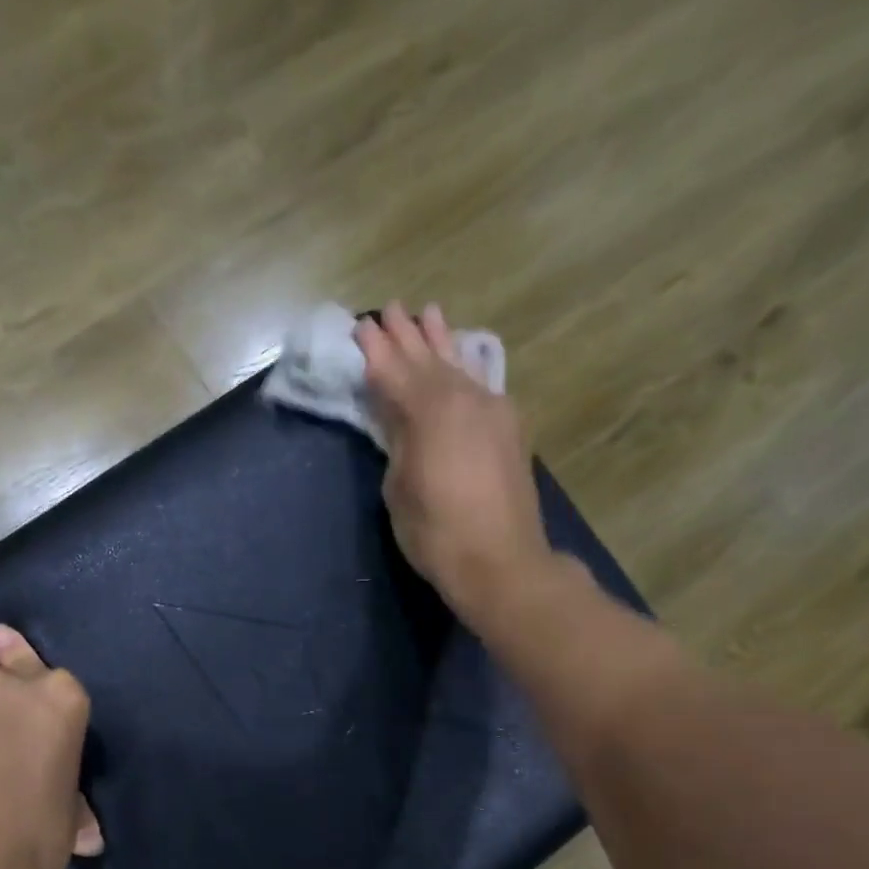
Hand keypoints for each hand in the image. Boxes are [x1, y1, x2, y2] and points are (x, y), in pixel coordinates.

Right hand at [356, 302, 556, 628]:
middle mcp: (462, 398)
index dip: (374, 350)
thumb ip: (397, 443)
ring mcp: (491, 409)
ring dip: (441, 340)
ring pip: (459, 364)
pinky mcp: (508, 428)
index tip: (360, 326)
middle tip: (389, 308)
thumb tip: (400, 421)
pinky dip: (465, 366)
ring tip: (429, 313)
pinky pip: (481, 382)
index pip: (393, 371)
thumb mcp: (399, 488)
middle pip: (427, 359)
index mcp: (428, 411)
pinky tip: (463, 358)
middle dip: (406, 335)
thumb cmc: (436, 532)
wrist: (500, 560)